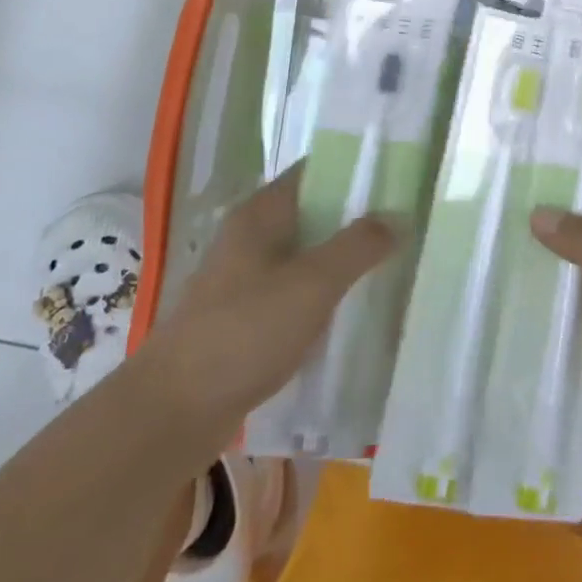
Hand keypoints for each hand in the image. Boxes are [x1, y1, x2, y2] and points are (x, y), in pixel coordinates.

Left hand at [139, 164, 395, 461]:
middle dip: (356, 218)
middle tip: (407, 225)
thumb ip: (358, 246)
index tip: (398, 178)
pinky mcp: (245, 317)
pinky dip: (323, 295)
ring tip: (392, 265)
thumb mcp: (312, 284)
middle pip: (313, 213)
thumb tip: (398, 216)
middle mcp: (251, 236)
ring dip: (342, 260)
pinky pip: (295, 292)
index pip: (314, 172)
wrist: (174, 411)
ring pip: (306, 255)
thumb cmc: (244, 332)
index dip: (355, 170)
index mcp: (261, 213)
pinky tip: (353, 311)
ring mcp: (245, 278)